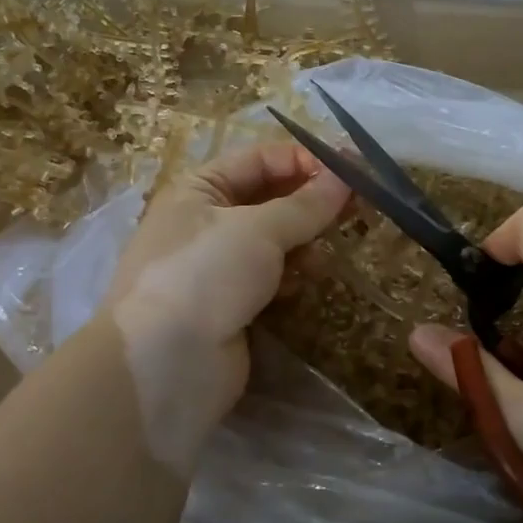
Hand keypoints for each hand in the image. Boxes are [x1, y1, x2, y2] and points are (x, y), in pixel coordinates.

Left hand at [101, 142, 349, 470]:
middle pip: (268, 199)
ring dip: (302, 241)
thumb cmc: (206, 274)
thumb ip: (306, 204)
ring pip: (273, 241)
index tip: (350, 171)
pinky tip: (308, 281)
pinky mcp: (231, 305)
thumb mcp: (258, 228)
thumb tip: (345, 177)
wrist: (166, 363)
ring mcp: (217, 267)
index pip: (259, 159)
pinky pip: (270, 277)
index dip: (304, 161)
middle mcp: (204, 222)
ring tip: (327, 251)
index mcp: (199, 189)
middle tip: (356, 208)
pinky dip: (291, 275)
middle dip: (309, 202)